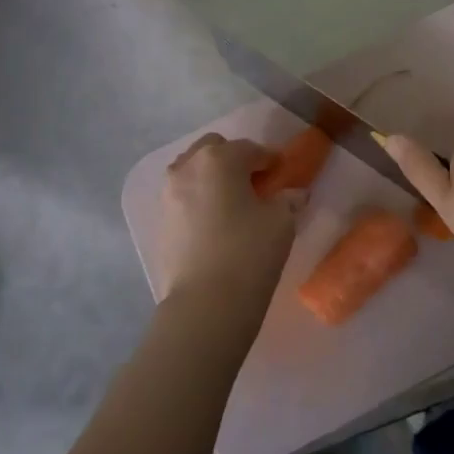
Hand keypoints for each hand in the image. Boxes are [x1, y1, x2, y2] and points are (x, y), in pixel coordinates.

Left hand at [154, 135, 300, 323]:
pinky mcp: (160, 221)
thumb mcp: (281, 223)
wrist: (205, 304)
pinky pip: (183, 197)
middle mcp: (188, 168)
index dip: (270, 160)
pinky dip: (199, 199)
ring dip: (212, 177)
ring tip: (232, 202)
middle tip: (254, 184)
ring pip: (192, 170)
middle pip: (213, 149)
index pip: (250, 149)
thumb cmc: (249, 252)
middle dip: (234, 160)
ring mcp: (168, 194)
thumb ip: (287, 200)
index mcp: (219, 159)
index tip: (282, 173)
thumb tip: (293, 194)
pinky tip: (215, 222)